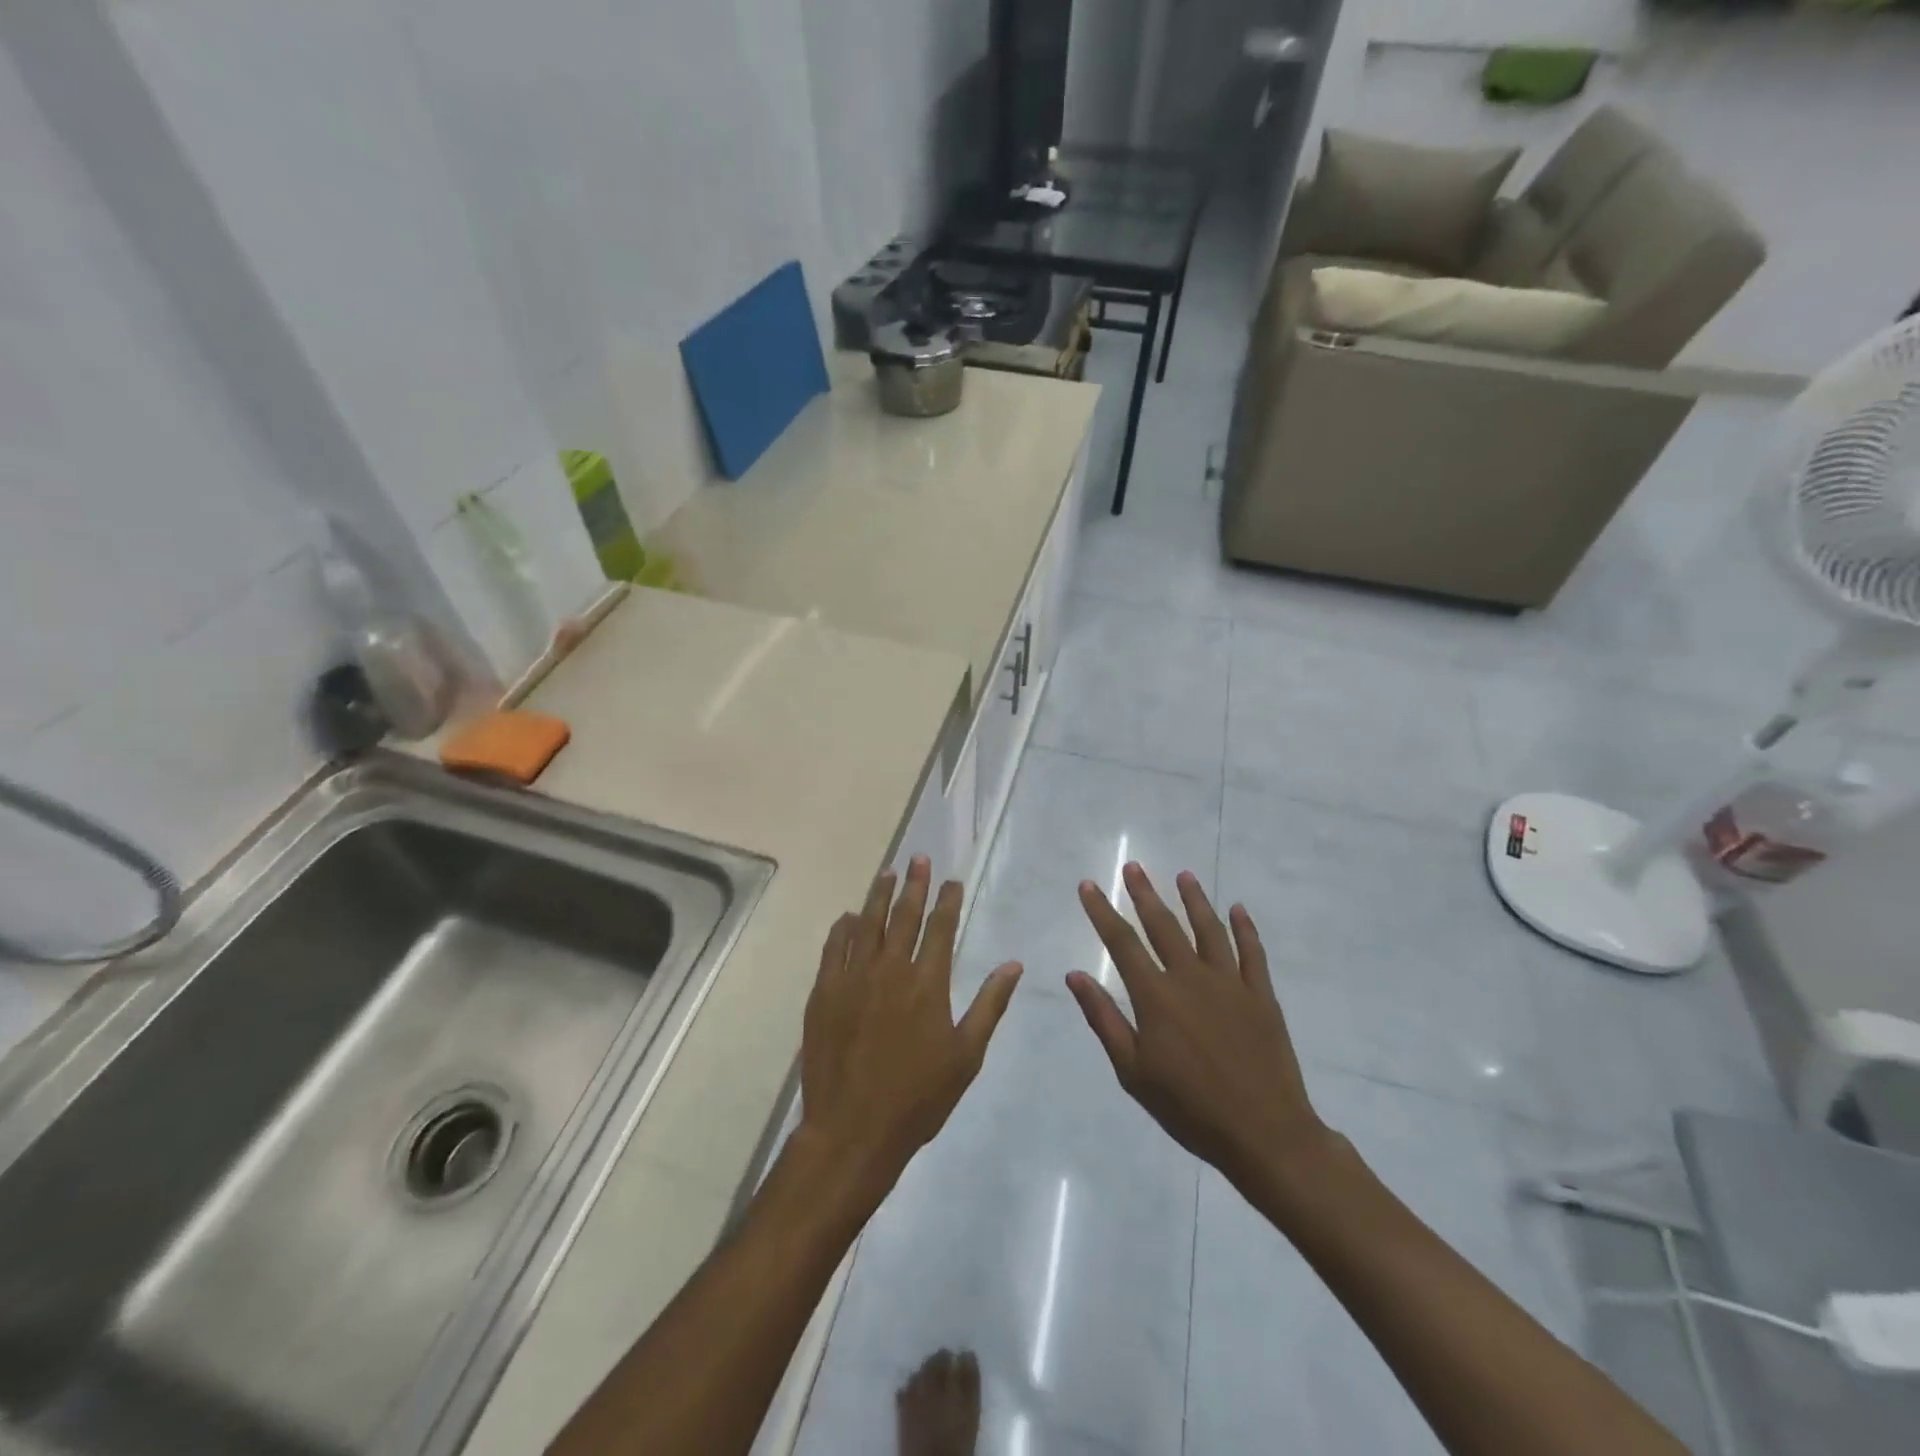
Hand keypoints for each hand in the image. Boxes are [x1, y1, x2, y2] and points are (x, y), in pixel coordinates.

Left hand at [796, 857, 1021, 1192]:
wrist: (853, 1129)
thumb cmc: (918, 1097)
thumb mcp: (966, 1055)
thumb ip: (989, 1004)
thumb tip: (1013, 964)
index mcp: (927, 983)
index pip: (940, 927)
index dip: (947, 900)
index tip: (951, 880)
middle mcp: (890, 969)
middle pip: (904, 915)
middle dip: (914, 884)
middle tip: (919, 858)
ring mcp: (853, 978)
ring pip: (867, 923)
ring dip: (879, 896)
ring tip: (887, 872)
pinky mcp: (824, 992)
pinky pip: (834, 947)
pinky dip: (843, 928)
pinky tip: (848, 917)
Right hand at [1067, 864, 1331, 1198]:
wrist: (1264, 1134)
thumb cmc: (1189, 1108)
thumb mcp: (1133, 1072)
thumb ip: (1104, 1019)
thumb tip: (1075, 975)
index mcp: (1156, 997)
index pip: (1122, 943)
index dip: (1103, 912)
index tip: (1089, 886)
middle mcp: (1191, 978)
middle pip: (1164, 925)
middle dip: (1144, 894)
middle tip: (1132, 866)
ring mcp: (1230, 983)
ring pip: (1209, 930)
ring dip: (1194, 900)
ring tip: (1183, 875)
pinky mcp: (1262, 996)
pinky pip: (1253, 953)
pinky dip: (1245, 929)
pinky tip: (1238, 909)